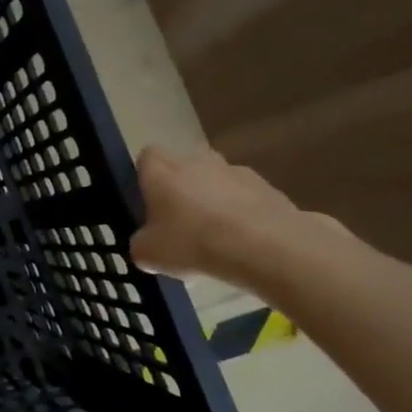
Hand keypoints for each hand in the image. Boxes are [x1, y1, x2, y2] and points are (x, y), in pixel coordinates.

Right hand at [129, 146, 338, 286]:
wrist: (265, 247)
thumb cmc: (192, 242)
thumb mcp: (148, 253)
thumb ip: (142, 242)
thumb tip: (146, 242)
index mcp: (161, 171)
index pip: (147, 157)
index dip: (146, 176)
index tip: (148, 200)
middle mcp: (196, 161)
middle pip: (184, 167)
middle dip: (182, 188)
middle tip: (180, 221)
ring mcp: (236, 171)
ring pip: (217, 181)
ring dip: (215, 200)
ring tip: (217, 236)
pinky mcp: (269, 188)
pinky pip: (246, 198)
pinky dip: (243, 214)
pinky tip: (244, 242)